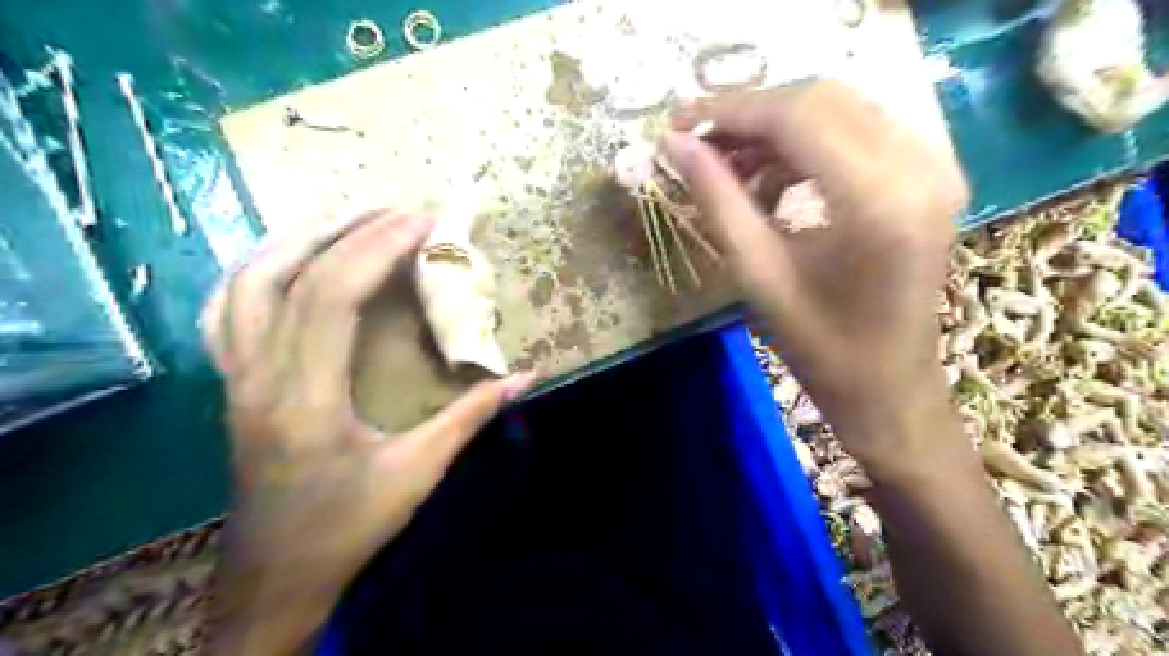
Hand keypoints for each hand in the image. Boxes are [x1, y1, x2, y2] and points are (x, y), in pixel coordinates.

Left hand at [200, 210, 532, 655]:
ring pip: (244, 282)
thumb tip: (526, 376)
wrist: (276, 576)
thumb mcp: (419, 473)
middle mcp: (257, 376)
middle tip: (396, 208)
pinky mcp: (232, 383)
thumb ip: (471, 416)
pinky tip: (287, 255)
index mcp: (305, 398)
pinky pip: (226, 308)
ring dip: (297, 237)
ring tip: (348, 216)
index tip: (423, 221)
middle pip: (286, 274)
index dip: (379, 247)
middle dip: (347, 229)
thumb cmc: (348, 527)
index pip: (333, 295)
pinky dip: (256, 267)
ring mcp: (234, 377)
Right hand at [662, 83, 974, 473]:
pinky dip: (806, 146)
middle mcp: (920, 166)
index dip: (730, 111)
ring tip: (729, 167)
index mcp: (878, 200)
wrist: (887, 386)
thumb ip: (717, 201)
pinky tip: (773, 182)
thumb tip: (674, 146)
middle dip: (750, 115)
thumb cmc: (819, 346)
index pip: (797, 117)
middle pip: (820, 100)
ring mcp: (934, 167)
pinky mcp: (929, 177)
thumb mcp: (758, 274)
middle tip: (698, 142)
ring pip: (839, 110)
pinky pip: (857, 133)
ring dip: (776, 130)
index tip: (677, 120)